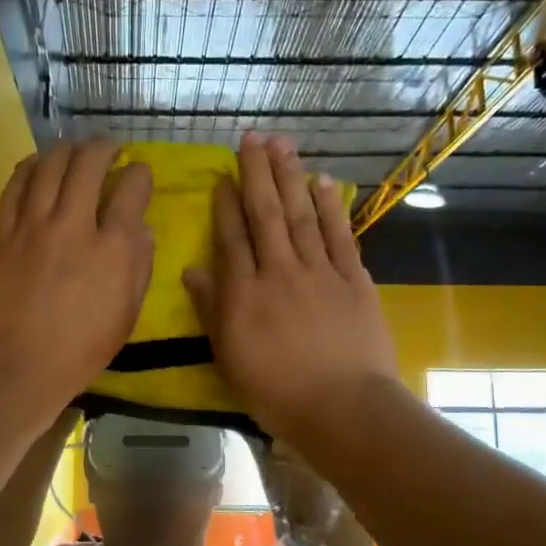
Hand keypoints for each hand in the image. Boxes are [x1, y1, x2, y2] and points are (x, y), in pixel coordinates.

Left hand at [0, 139, 152, 415]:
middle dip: (104, 147)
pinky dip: (31, 166)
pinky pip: (16, 184)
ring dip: (67, 149)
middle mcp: (75, 225)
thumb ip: (139, 268)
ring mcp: (33, 225)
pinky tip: (38, 164)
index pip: (132, 189)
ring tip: (75, 149)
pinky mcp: (1, 231)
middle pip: (90, 164)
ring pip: (51, 165)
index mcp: (114, 249)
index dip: (140, 174)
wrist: (12, 366)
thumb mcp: (125, 317)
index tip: (139, 174)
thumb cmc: (77, 352)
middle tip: (109, 148)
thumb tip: (141, 230)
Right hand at [182, 135, 398, 444]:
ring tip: (283, 145)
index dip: (226, 204)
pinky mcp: (353, 280)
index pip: (231, 237)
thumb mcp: (230, 358)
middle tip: (252, 138)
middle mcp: (279, 271)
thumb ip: (212, 311)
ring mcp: (319, 272)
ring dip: (291, 177)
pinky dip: (332, 207)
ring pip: (301, 214)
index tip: (223, 176)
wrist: (342, 407)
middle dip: (257, 173)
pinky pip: (340, 235)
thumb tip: (192, 271)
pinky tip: (324, 182)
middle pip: (266, 214)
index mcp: (244, 294)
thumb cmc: (276, 392)